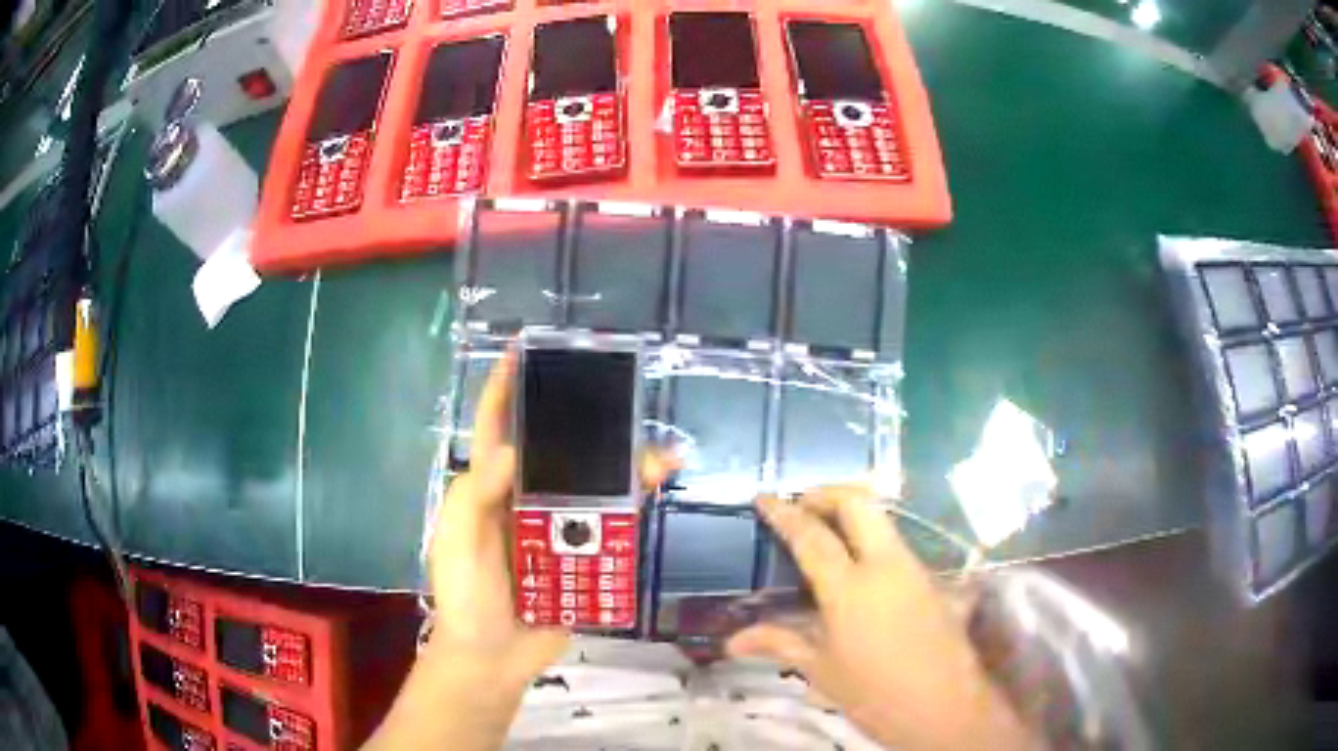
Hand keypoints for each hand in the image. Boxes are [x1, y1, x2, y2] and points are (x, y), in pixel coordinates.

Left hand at [370, 350, 673, 749]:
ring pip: (593, 484)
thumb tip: (509, 450)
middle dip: (584, 421)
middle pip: (557, 450)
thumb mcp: (456, 545)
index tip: (524, 350)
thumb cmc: (465, 597)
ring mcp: (557, 527)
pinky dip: (636, 504)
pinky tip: (659, 487)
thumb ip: (474, 498)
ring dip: (624, 465)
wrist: (495, 659)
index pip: (495, 429)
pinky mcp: (583, 555)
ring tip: (659, 452)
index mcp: (488, 489)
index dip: (506, 388)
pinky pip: (611, 523)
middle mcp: (525, 499)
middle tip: (618, 394)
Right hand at [727, 488, 1033, 750]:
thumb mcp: (822, 671)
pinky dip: (872, 540)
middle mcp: (887, 565)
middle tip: (801, 505)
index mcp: (850, 588)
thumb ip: (780, 644)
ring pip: (883, 520)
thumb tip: (733, 642)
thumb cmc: (875, 694)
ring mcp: (915, 569)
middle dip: (826, 493)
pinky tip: (859, 567)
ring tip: (825, 531)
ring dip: (852, 513)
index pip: (812, 536)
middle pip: (859, 503)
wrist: (945, 708)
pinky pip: (898, 545)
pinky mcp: (933, 580)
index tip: (764, 496)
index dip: (784, 512)